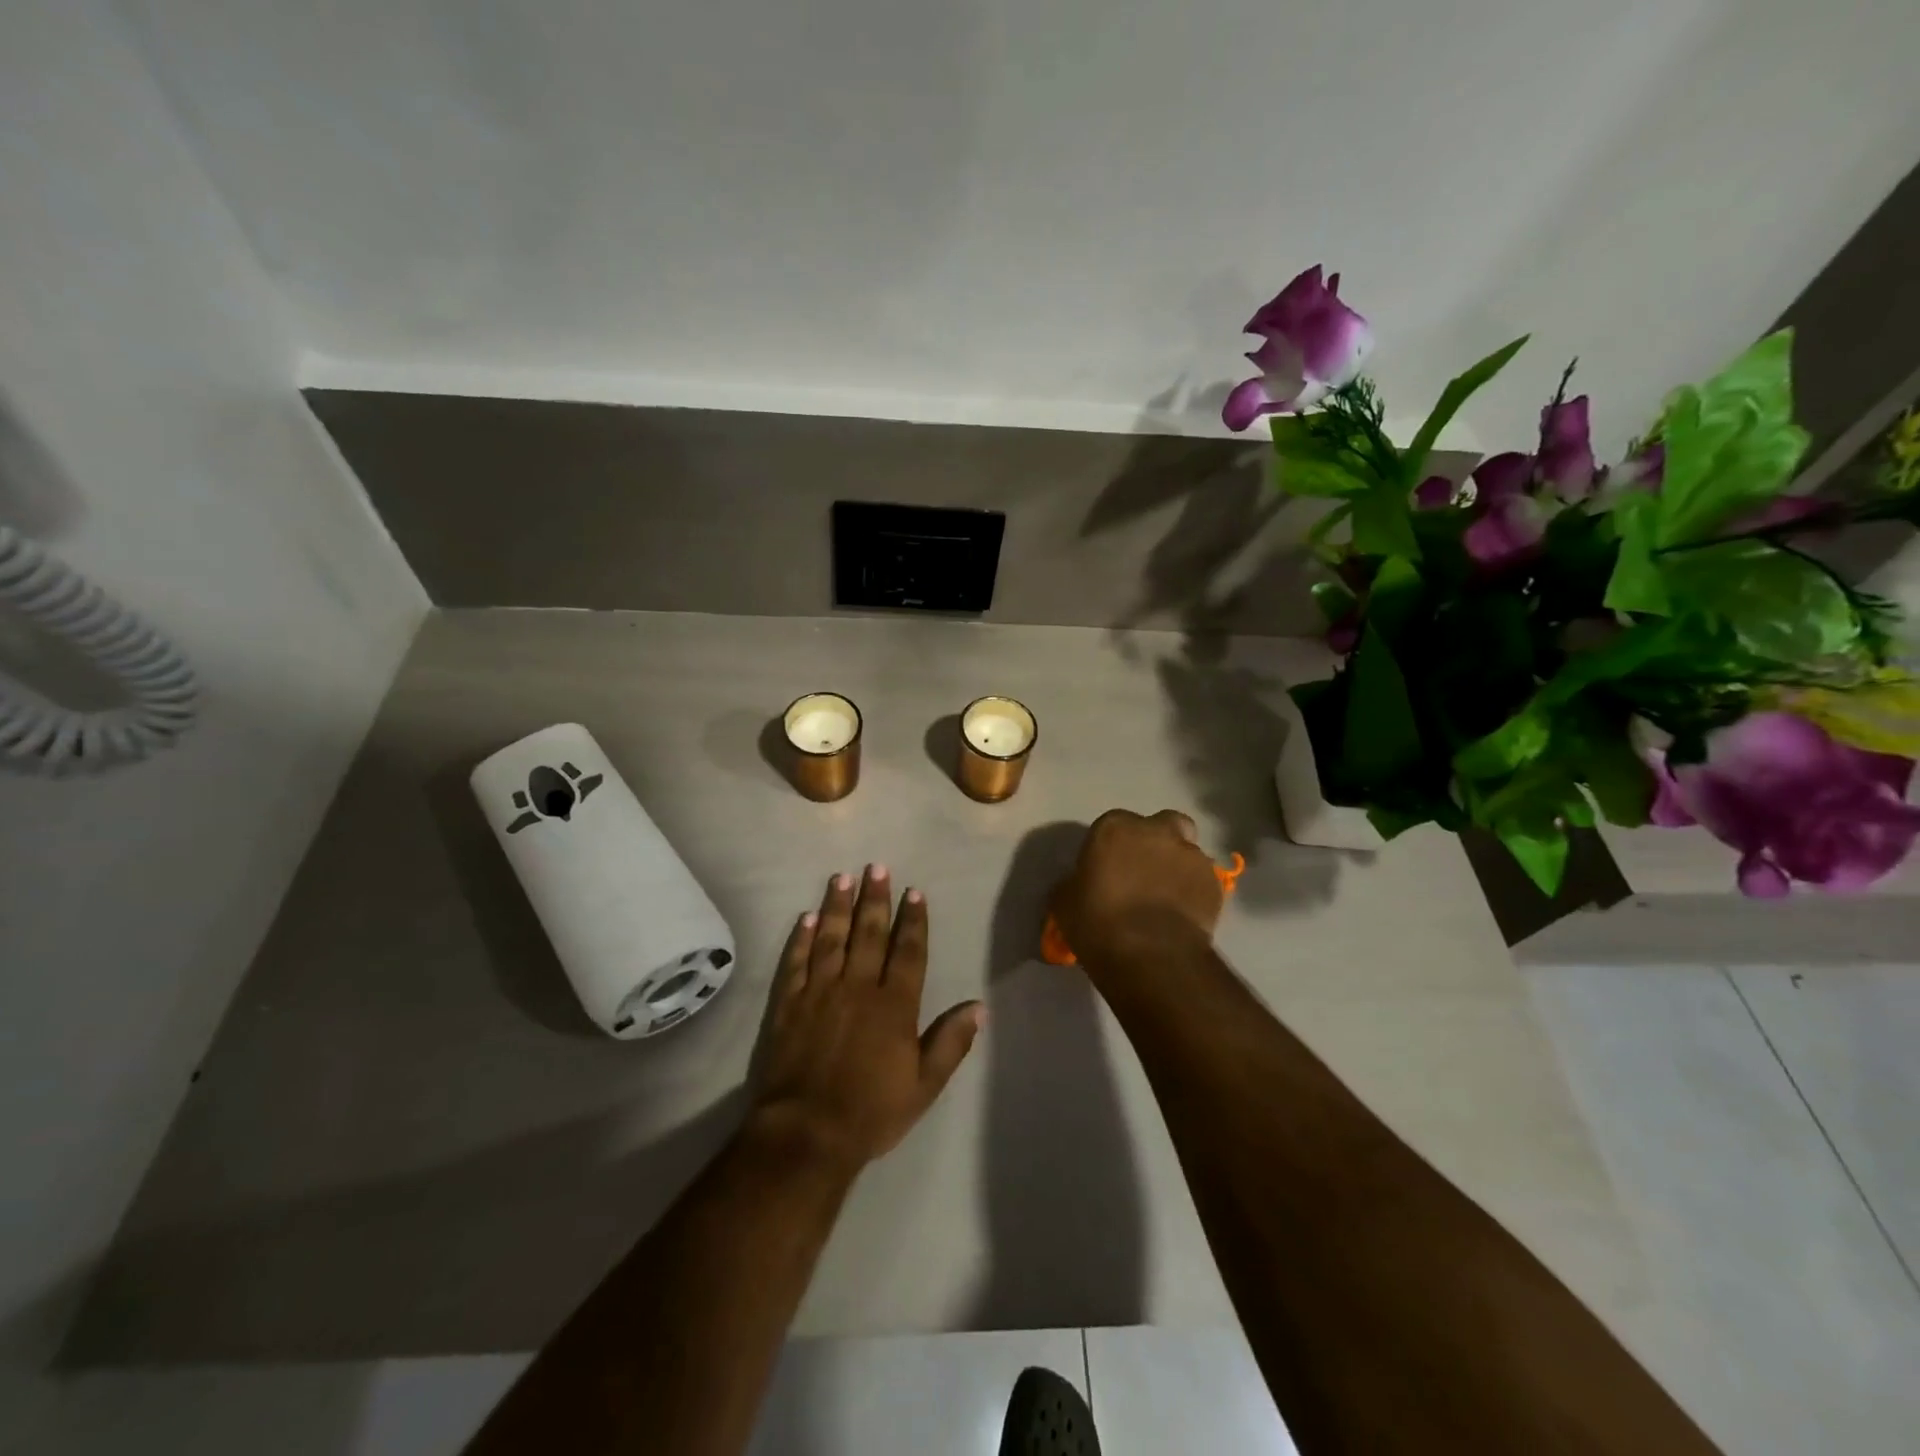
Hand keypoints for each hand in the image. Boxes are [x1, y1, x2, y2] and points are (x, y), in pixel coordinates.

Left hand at [748, 865, 983, 1174]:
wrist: (807, 1133)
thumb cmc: (871, 1111)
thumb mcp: (924, 1085)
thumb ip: (951, 1042)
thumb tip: (978, 1006)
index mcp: (894, 1004)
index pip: (908, 951)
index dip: (912, 920)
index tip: (913, 892)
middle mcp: (858, 987)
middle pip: (869, 934)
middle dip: (874, 898)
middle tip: (876, 867)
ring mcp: (820, 992)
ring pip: (832, 938)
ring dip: (837, 906)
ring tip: (842, 878)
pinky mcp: (789, 1004)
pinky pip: (796, 962)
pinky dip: (801, 939)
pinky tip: (806, 918)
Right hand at [1052, 809, 1223, 977]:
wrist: (1151, 956)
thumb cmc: (1098, 923)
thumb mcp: (1064, 901)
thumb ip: (1074, 883)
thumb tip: (1079, 884)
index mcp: (1115, 828)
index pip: (1112, 826)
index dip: (1111, 847)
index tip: (1106, 870)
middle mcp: (1156, 831)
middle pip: (1161, 825)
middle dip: (1155, 842)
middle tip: (1143, 872)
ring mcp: (1191, 855)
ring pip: (1186, 851)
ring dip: (1177, 866)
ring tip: (1165, 898)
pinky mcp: (1215, 883)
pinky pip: (1202, 881)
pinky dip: (1194, 891)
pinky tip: (1182, 915)